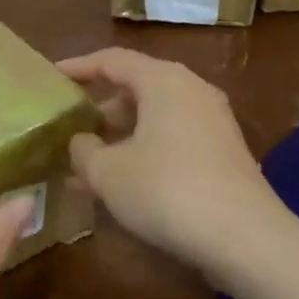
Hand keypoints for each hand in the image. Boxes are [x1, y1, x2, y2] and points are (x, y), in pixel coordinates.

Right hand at [59, 48, 284, 274]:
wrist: (245, 238)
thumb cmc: (167, 190)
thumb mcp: (108, 172)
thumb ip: (84, 150)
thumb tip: (80, 142)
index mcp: (163, 81)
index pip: (113, 60)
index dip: (79, 67)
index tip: (52, 76)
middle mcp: (191, 91)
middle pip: (135, 89)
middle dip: (98, 110)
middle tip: (68, 128)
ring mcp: (211, 123)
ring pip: (153, 120)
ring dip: (118, 139)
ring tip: (84, 166)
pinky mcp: (222, 155)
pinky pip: (171, 141)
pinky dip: (142, 154)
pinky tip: (119, 187)